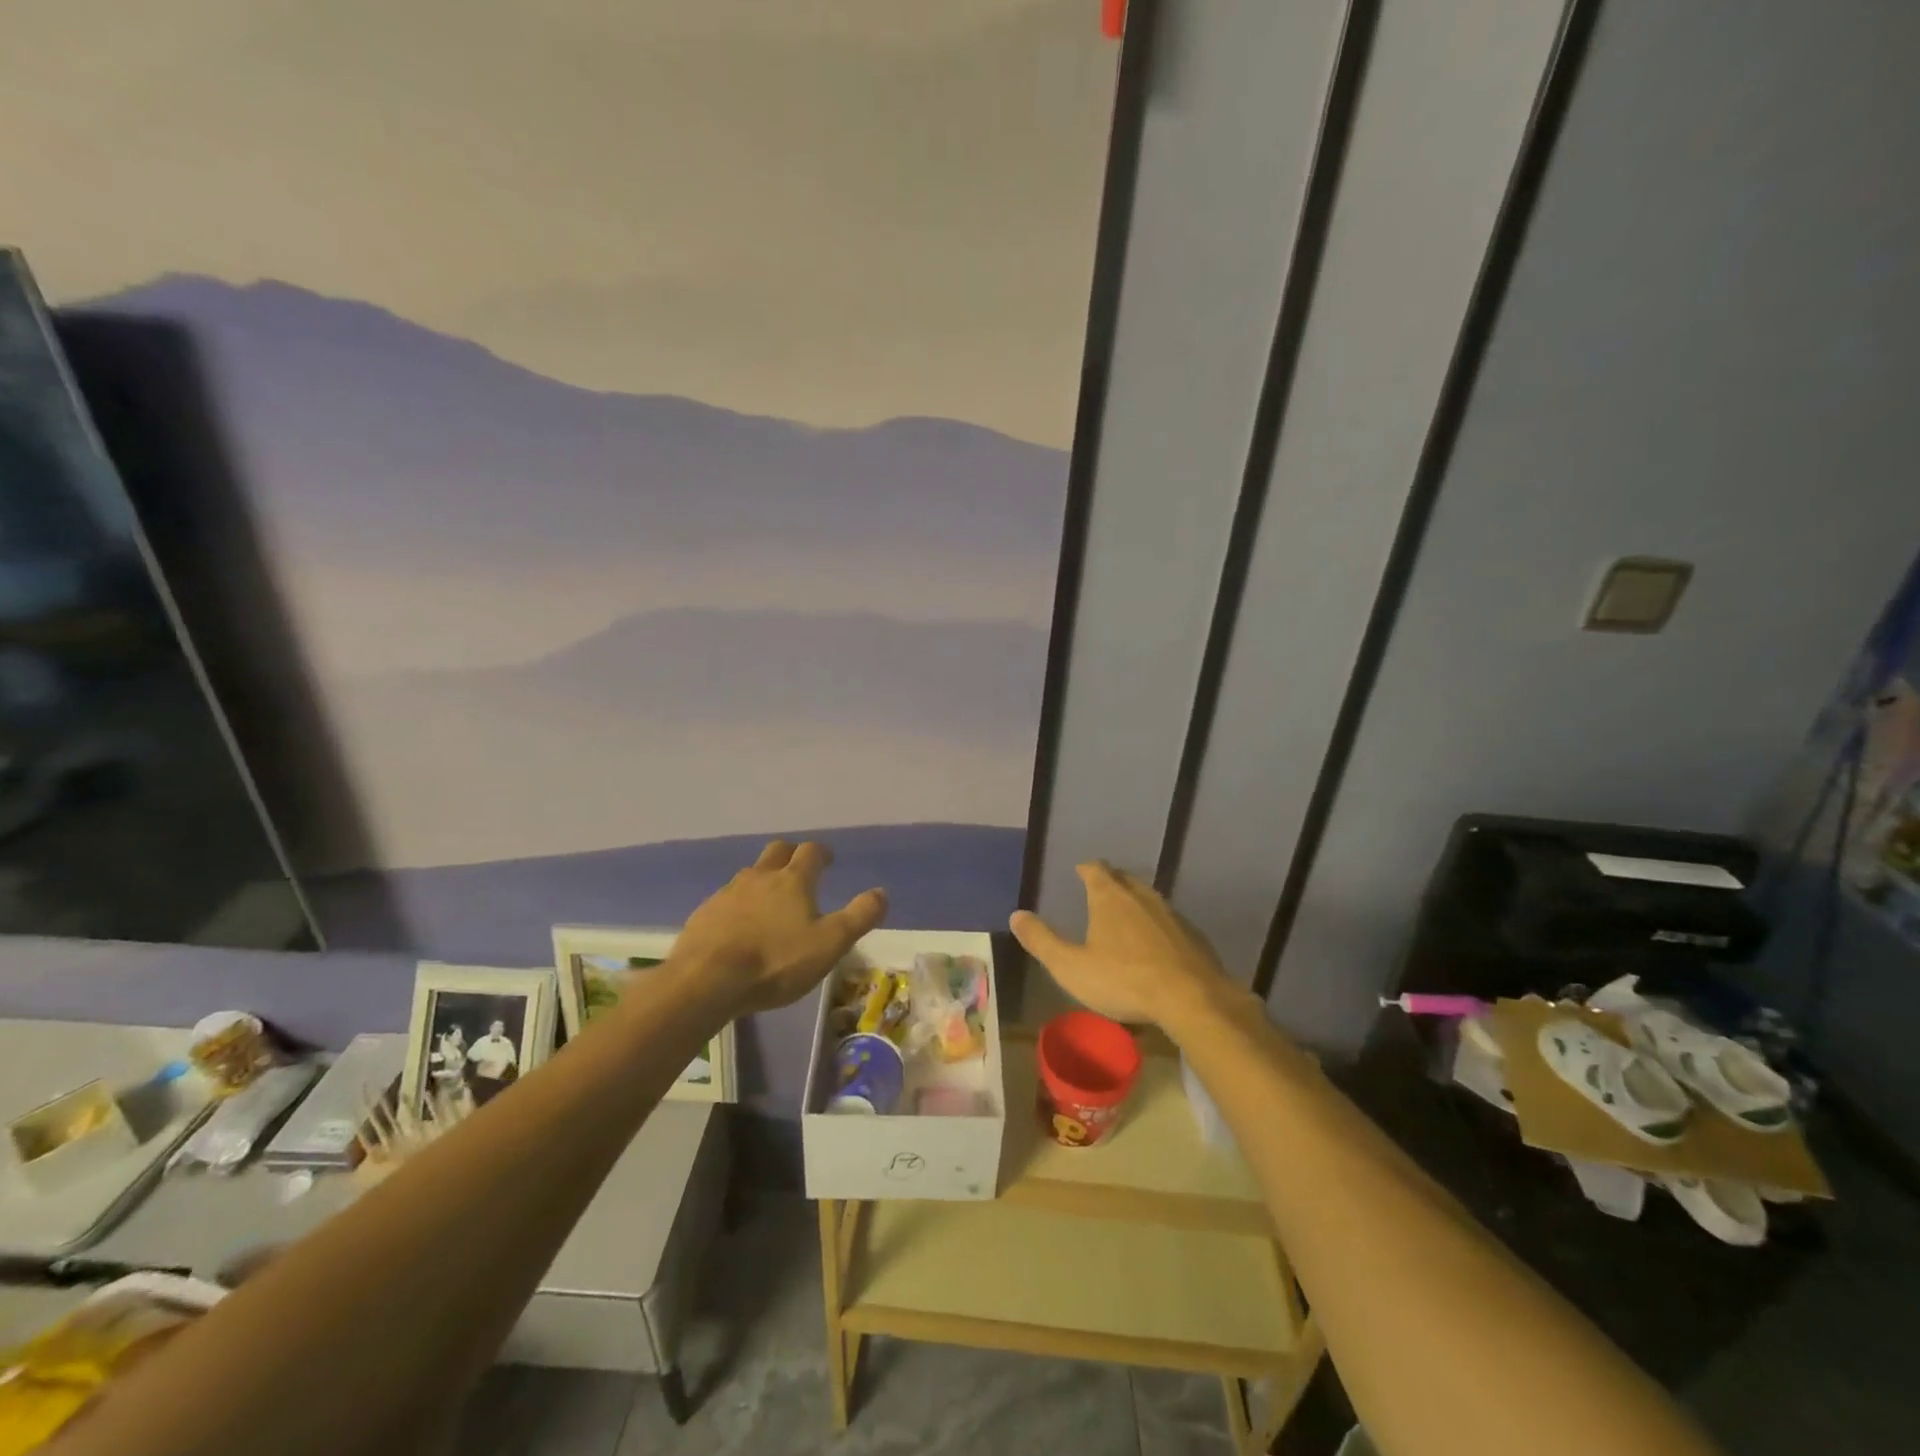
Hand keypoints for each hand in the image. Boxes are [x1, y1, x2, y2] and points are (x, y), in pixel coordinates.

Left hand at [675, 840, 886, 1014]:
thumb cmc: (775, 962)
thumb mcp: (829, 944)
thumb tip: (882, 892)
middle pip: (777, 851)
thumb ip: (859, 917)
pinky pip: (727, 899)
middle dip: (790, 855)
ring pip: (750, 874)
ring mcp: (728, 893)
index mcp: (793, 880)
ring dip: (763, 879)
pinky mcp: (705, 913)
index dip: (822, 853)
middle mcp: (759, 877)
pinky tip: (739, 926)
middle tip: (800, 870)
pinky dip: (739, 904)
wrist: (706, 981)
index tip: (828, 860)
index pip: (811, 852)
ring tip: (770, 901)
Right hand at [1009, 861, 1229, 1026]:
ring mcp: (1171, 914)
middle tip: (1101, 888)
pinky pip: (1169, 921)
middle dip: (1111, 880)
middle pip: (1124, 879)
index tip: (1080, 870)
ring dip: (1136, 901)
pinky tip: (1156, 942)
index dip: (1086, 868)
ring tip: (1126, 912)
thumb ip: (1042, 940)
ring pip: (1149, 898)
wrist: (1191, 998)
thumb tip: (1016, 915)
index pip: (1096, 870)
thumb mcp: (1071, 966)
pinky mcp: (1193, 935)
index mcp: (1109, 898)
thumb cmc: (1124, 980)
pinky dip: (1157, 925)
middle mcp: (1141, 897)